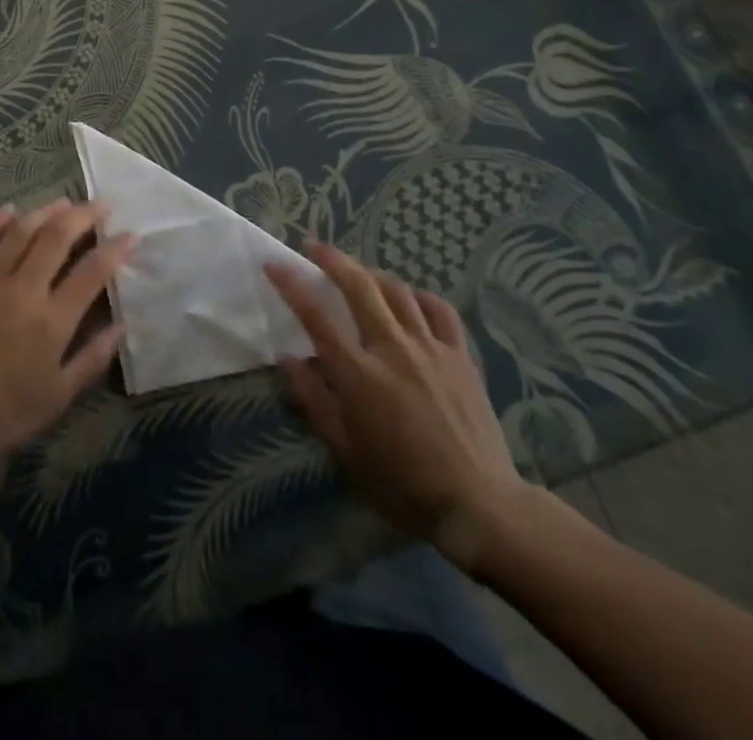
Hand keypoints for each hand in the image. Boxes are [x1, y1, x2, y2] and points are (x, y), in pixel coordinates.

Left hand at [0, 201, 132, 480]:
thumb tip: (122, 326)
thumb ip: (92, 359)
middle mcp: (23, 291)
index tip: (131, 235)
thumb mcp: (57, 398)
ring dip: (45, 211)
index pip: (92, 272)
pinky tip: (10, 210)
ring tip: (64, 202)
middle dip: (84, 216)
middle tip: (103, 205)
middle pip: (57, 238)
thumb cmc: (2, 415)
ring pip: (21, 232)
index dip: (115, 249)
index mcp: (52, 321)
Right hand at [264, 241, 527, 575]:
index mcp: (358, 374)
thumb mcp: (345, 451)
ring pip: (397, 290)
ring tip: (357, 272)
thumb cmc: (403, 486)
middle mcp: (392, 348)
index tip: (274, 264)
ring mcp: (430, 348)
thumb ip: (313, 400)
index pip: (316, 316)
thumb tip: (287, 358)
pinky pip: (439, 310)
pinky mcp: (460, 356)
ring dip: (371, 274)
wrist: (478, 506)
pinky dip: (419, 296)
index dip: (291, 284)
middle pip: (358, 286)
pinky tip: (409, 298)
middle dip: (332, 259)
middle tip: (313, 247)